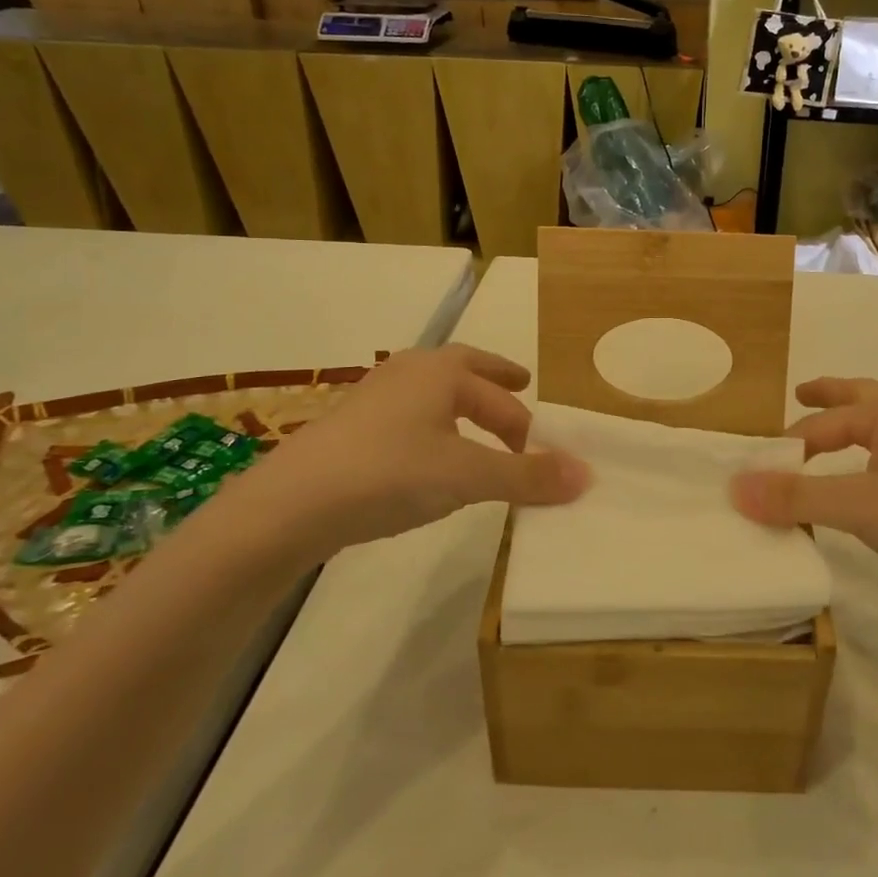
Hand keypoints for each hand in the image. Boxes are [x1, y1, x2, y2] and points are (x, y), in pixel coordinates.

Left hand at [217, 344, 588, 567]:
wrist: (290, 504)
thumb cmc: (389, 473)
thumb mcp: (467, 475)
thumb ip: (526, 476)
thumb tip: (587, 474)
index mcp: (440, 372)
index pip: (498, 391)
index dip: (525, 419)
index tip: (542, 445)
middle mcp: (408, 373)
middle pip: (463, 372)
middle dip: (494, 384)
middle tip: (520, 390)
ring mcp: (374, 398)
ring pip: (432, 395)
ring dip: (461, 407)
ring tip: (478, 430)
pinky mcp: (350, 429)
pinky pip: (408, 418)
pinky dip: (432, 428)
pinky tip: (428, 458)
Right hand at [730, 377, 877, 602]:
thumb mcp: (857, 507)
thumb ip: (796, 497)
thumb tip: (736, 487)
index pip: (823, 424)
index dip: (788, 446)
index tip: (760, 471)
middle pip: (865, 394)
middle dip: (832, 394)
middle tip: (802, 393)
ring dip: (869, 408)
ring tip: (852, 415)